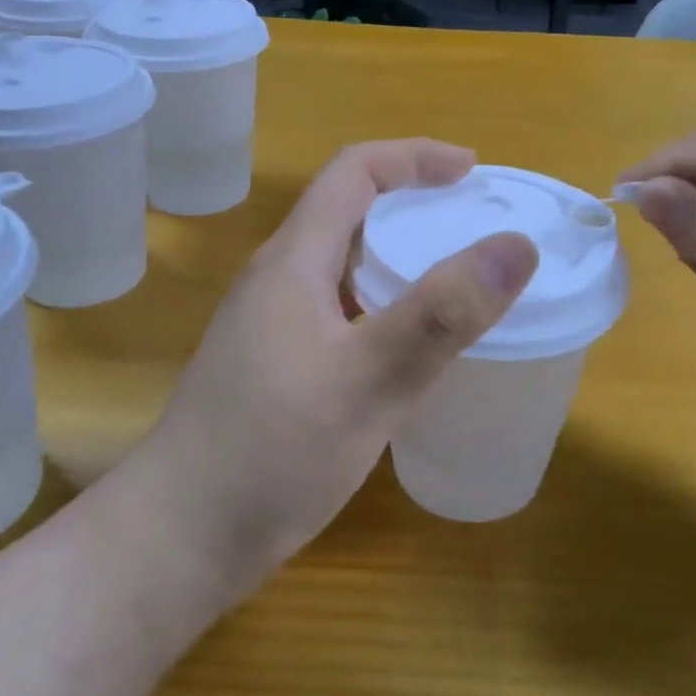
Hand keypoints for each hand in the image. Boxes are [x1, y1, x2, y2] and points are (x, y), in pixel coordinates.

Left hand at [141, 140, 537, 594]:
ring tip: (457, 282)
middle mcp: (278, 280)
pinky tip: (412, 348)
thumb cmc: (271, 452)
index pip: (354, 172)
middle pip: (349, 213)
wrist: (179, 537)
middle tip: (475, 227)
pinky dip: (385, 306)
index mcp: (294, 261)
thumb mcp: (369, 380)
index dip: (415, 157)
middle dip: (414, 204)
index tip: (474, 173)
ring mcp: (273, 326)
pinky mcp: (277, 367)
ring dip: (400, 257)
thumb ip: (442, 313)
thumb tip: (517, 245)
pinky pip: (340, 311)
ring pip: (345, 266)